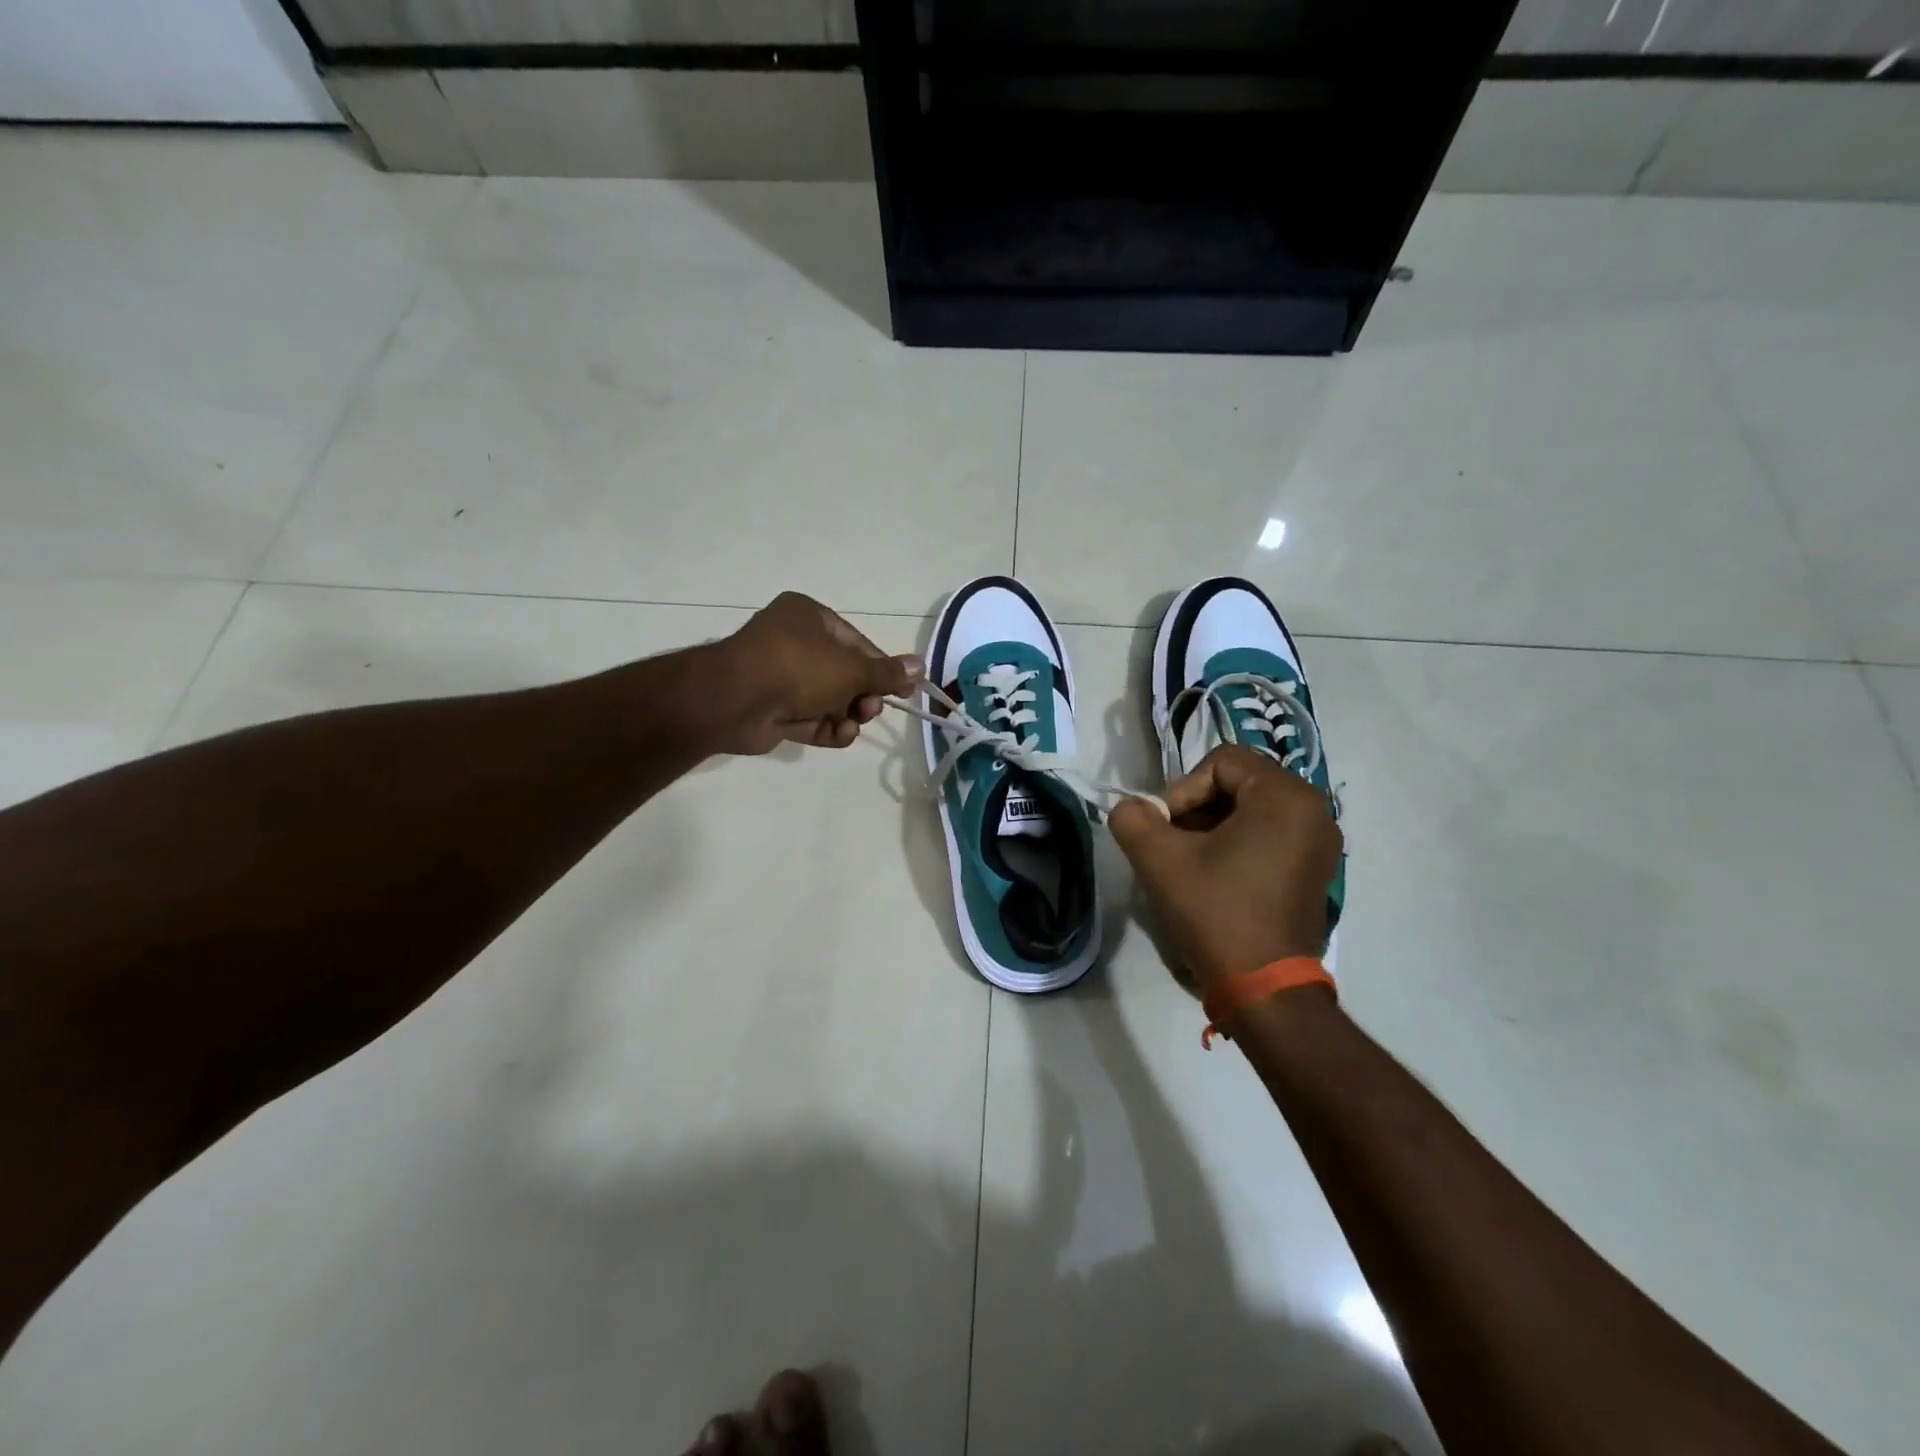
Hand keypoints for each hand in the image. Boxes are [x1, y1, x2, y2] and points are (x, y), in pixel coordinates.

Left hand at [709, 593, 921, 754]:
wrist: (734, 700)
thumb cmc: (798, 668)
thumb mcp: (851, 668)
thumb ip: (886, 672)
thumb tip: (921, 667)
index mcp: (809, 617)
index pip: (856, 643)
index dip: (883, 668)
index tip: (905, 691)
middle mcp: (793, 642)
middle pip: (843, 673)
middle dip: (862, 695)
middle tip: (870, 709)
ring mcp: (779, 678)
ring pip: (827, 699)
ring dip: (847, 714)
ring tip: (853, 723)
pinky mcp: (771, 710)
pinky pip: (808, 718)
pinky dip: (827, 728)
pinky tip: (840, 735)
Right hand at [1108, 746, 1341, 989]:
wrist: (1265, 989)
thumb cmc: (1216, 913)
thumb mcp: (1159, 860)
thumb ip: (1132, 818)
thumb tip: (1132, 809)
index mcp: (1285, 796)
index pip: (1220, 763)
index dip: (1181, 791)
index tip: (1164, 831)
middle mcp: (1314, 809)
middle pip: (1237, 783)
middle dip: (1196, 809)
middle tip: (1171, 844)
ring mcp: (1320, 841)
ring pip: (1251, 810)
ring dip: (1212, 828)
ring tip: (1188, 863)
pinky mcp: (1315, 869)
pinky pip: (1269, 834)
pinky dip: (1237, 844)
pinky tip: (1215, 877)